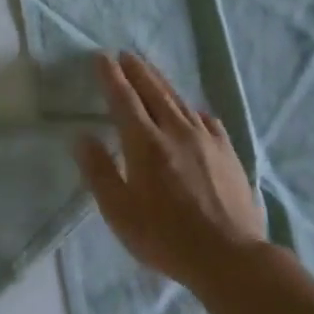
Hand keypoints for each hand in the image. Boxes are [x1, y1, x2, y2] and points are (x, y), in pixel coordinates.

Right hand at [74, 53, 267, 287]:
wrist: (231, 258)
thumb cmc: (165, 236)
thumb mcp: (118, 210)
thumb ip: (99, 171)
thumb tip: (82, 137)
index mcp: (145, 143)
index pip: (123, 99)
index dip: (111, 77)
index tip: (101, 58)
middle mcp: (176, 132)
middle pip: (154, 91)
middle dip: (137, 71)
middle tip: (125, 54)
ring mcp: (206, 141)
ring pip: (180, 101)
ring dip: (161, 82)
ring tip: (150, 71)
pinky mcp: (228, 154)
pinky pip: (205, 120)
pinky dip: (191, 108)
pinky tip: (191, 111)